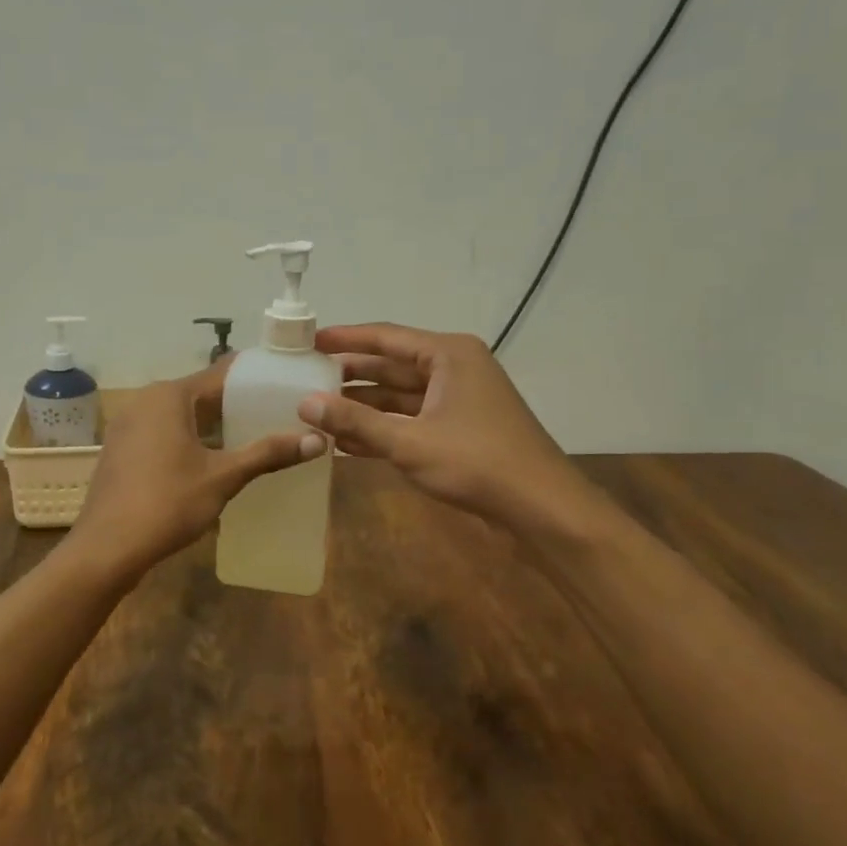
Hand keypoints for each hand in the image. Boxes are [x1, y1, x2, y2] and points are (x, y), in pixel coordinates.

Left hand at [68, 365, 323, 580]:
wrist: (107, 547)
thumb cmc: (167, 503)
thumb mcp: (223, 477)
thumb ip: (267, 454)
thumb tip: (317, 440)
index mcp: (169, 395)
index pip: (221, 374)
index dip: (255, 379)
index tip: (287, 383)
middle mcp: (145, 400)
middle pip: (201, 393)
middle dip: (237, 404)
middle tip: (279, 414)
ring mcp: (129, 425)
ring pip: (182, 415)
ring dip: (214, 425)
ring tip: (255, 436)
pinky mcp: (123, 449)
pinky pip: (165, 432)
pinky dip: (191, 439)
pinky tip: (215, 458)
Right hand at [300, 323, 602, 533]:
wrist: (542, 508)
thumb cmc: (477, 463)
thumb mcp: (409, 442)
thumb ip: (355, 421)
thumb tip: (304, 404)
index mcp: (447, 355)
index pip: (386, 337)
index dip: (345, 338)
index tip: (308, 341)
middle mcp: (453, 368)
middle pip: (391, 365)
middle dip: (349, 374)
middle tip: (304, 377)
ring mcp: (458, 400)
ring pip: (399, 395)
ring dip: (362, 406)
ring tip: (316, 411)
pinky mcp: (459, 429)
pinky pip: (410, 419)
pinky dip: (381, 429)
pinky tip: (345, 442)